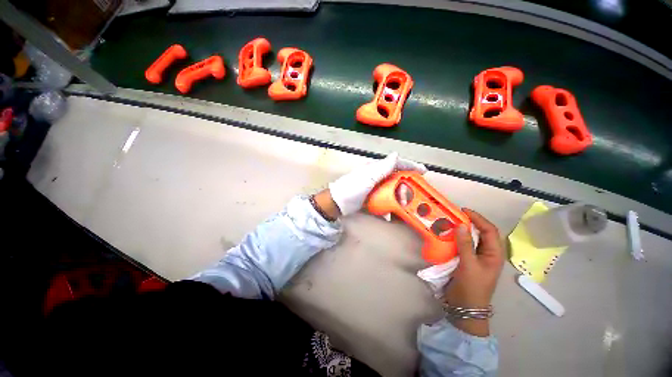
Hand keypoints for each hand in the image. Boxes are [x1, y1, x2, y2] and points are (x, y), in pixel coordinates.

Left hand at [327, 152, 426, 216]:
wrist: (338, 203)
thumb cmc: (352, 188)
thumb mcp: (368, 176)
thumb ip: (383, 167)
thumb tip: (396, 154)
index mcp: (376, 168)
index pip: (396, 163)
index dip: (410, 165)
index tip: (423, 171)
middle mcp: (376, 176)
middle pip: (396, 177)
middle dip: (406, 185)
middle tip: (412, 194)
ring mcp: (374, 187)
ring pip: (392, 189)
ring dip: (400, 196)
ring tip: (403, 205)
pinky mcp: (372, 197)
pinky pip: (385, 199)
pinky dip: (391, 204)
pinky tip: (393, 211)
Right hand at [444, 208, 503, 336]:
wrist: (465, 307)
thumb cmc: (471, 287)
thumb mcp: (469, 265)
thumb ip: (465, 245)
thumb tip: (462, 225)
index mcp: (494, 254)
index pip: (490, 230)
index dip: (478, 218)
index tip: (463, 211)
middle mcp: (488, 253)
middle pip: (482, 233)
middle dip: (471, 222)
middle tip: (455, 215)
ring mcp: (477, 257)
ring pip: (472, 238)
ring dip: (463, 230)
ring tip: (451, 222)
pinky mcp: (467, 260)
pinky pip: (463, 245)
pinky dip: (456, 238)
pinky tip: (448, 235)